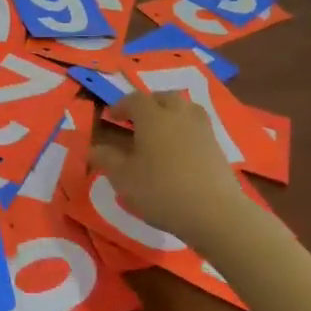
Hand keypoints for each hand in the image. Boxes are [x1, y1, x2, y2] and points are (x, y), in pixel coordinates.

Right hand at [91, 92, 251, 244]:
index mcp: (153, 117)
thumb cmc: (161, 190)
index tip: (111, 116)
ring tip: (161, 129)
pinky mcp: (218, 146)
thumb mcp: (124, 178)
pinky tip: (180, 148)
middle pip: (164, 97)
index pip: (135, 100)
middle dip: (149, 103)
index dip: (121, 105)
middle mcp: (179, 115)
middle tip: (137, 119)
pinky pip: (198, 127)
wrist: (214, 212)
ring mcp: (202, 129)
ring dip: (171, 112)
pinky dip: (186, 129)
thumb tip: (92, 148)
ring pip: (186, 108)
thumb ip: (106, 159)